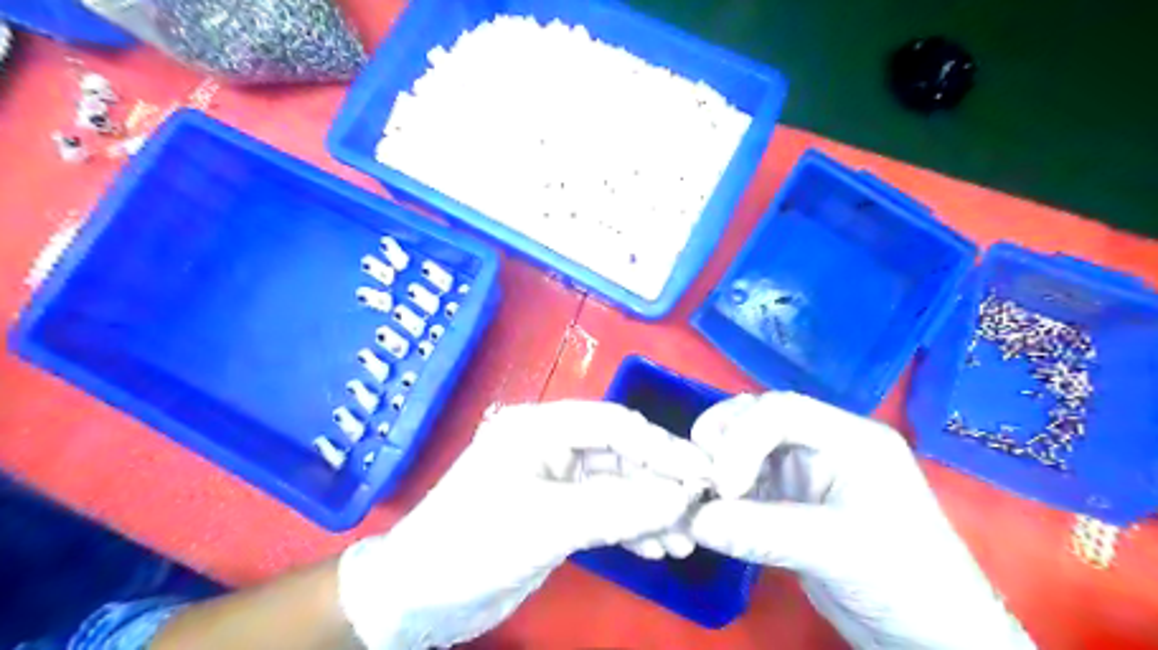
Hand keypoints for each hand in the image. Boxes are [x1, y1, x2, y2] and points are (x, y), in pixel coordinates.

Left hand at [340, 401, 711, 649]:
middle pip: (619, 454)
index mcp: (540, 428)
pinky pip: (605, 512)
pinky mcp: (557, 513)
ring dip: (651, 510)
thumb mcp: (545, 524)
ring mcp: (555, 480)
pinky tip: (656, 548)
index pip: (613, 424)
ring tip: (684, 541)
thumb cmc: (472, 545)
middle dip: (660, 484)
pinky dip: (632, 527)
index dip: (660, 447)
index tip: (702, 475)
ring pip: (617, 486)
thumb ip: (616, 508)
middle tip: (698, 514)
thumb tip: (682, 498)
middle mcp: (551, 446)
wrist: (416, 598)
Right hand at [685, 390, 1029, 649]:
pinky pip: (747, 481)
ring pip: (747, 446)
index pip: (781, 410)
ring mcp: (806, 472)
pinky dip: (724, 492)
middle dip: (723, 439)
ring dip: (718, 463)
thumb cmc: (905, 580)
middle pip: (759, 417)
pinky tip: (710, 510)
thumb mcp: (838, 550)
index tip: (722, 483)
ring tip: (700, 492)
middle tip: (699, 474)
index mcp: (849, 439)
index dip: (742, 437)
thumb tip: (695, 520)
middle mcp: (823, 444)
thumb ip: (763, 532)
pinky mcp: (790, 500)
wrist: (931, 636)